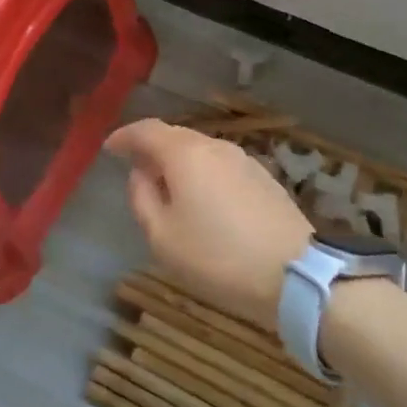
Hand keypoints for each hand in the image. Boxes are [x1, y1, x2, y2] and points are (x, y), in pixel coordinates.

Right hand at [105, 119, 312, 329]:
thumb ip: (142, 198)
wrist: (297, 275)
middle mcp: (214, 146)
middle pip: (175, 137)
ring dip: (179, 162)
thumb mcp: (163, 237)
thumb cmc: (218, 257)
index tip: (109, 148)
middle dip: (152, 148)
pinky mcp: (264, 178)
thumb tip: (140, 174)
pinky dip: (203, 174)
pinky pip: (221, 166)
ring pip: (200, 151)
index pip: (146, 130)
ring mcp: (244, 160)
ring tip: (169, 188)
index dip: (124, 136)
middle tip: (136, 169)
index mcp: (185, 154)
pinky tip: (203, 200)